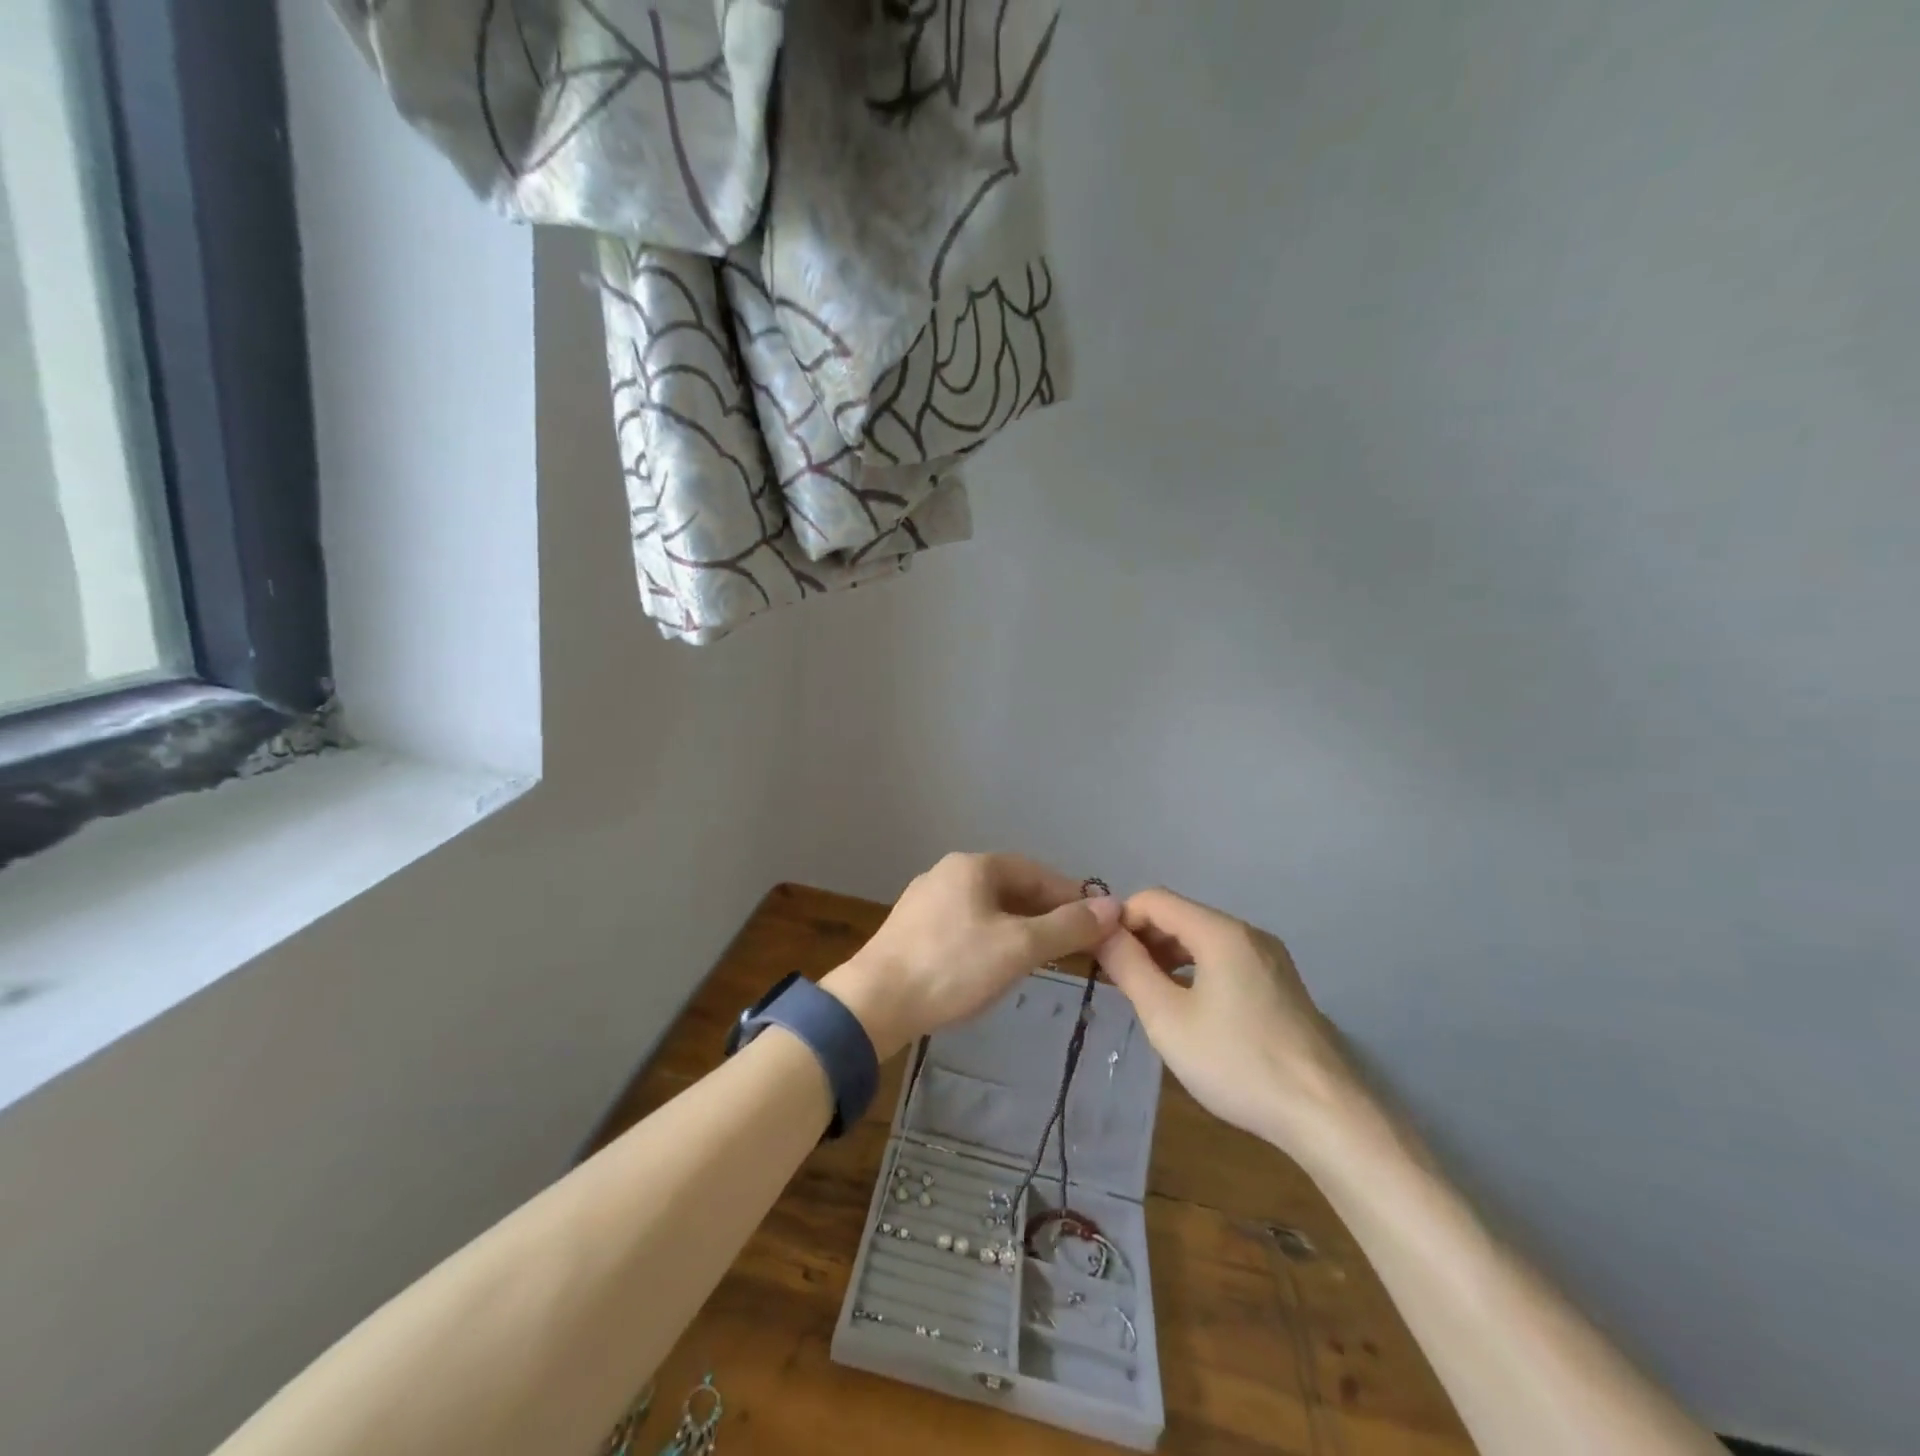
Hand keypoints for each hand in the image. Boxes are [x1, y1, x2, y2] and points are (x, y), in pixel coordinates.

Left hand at [823, 853, 1120, 1060]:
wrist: (874, 1002)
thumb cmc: (952, 968)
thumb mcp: (1019, 948)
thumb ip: (1067, 927)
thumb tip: (1114, 907)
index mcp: (973, 866)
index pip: (1037, 872)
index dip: (1071, 896)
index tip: (1097, 924)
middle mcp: (948, 872)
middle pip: (1012, 888)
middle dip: (1046, 914)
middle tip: (1075, 945)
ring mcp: (926, 900)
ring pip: (988, 907)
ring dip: (1020, 928)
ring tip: (1043, 958)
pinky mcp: (912, 928)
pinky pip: (966, 924)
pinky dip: (992, 938)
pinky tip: (997, 965)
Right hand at [1096, 887, 1360, 1151]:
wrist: (1325, 1115)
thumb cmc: (1236, 1062)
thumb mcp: (1167, 1018)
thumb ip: (1129, 968)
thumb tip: (1101, 932)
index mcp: (1220, 932)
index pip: (1154, 899)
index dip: (1120, 920)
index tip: (1101, 956)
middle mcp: (1247, 933)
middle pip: (1180, 916)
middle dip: (1142, 938)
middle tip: (1118, 978)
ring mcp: (1270, 958)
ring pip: (1203, 939)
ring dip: (1167, 956)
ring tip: (1146, 995)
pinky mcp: (1280, 984)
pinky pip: (1225, 960)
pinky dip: (1195, 970)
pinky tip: (1187, 1008)